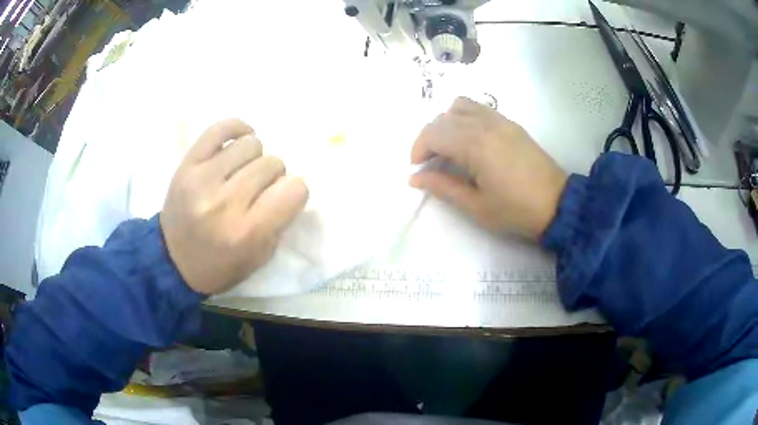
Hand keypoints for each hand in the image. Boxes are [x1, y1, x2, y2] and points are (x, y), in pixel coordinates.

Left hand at [160, 119, 308, 294]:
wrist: (173, 260)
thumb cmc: (220, 266)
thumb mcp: (260, 257)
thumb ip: (279, 220)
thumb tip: (288, 184)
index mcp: (247, 233)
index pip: (295, 189)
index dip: (294, 192)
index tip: (283, 199)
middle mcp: (225, 203)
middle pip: (273, 164)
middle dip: (273, 177)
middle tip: (258, 191)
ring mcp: (202, 179)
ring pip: (252, 144)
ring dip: (254, 158)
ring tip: (241, 173)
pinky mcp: (187, 164)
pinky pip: (221, 128)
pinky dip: (237, 130)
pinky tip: (237, 144)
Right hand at [410, 97, 566, 239]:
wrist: (557, 204)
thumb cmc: (516, 210)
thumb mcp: (476, 206)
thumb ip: (443, 187)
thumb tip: (415, 177)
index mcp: (475, 145)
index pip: (433, 133)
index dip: (419, 149)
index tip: (418, 169)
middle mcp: (485, 124)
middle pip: (443, 118)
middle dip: (429, 138)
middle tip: (431, 163)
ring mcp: (500, 120)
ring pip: (460, 106)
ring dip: (446, 123)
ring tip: (449, 147)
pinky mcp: (510, 123)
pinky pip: (479, 108)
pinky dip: (464, 117)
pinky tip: (470, 140)